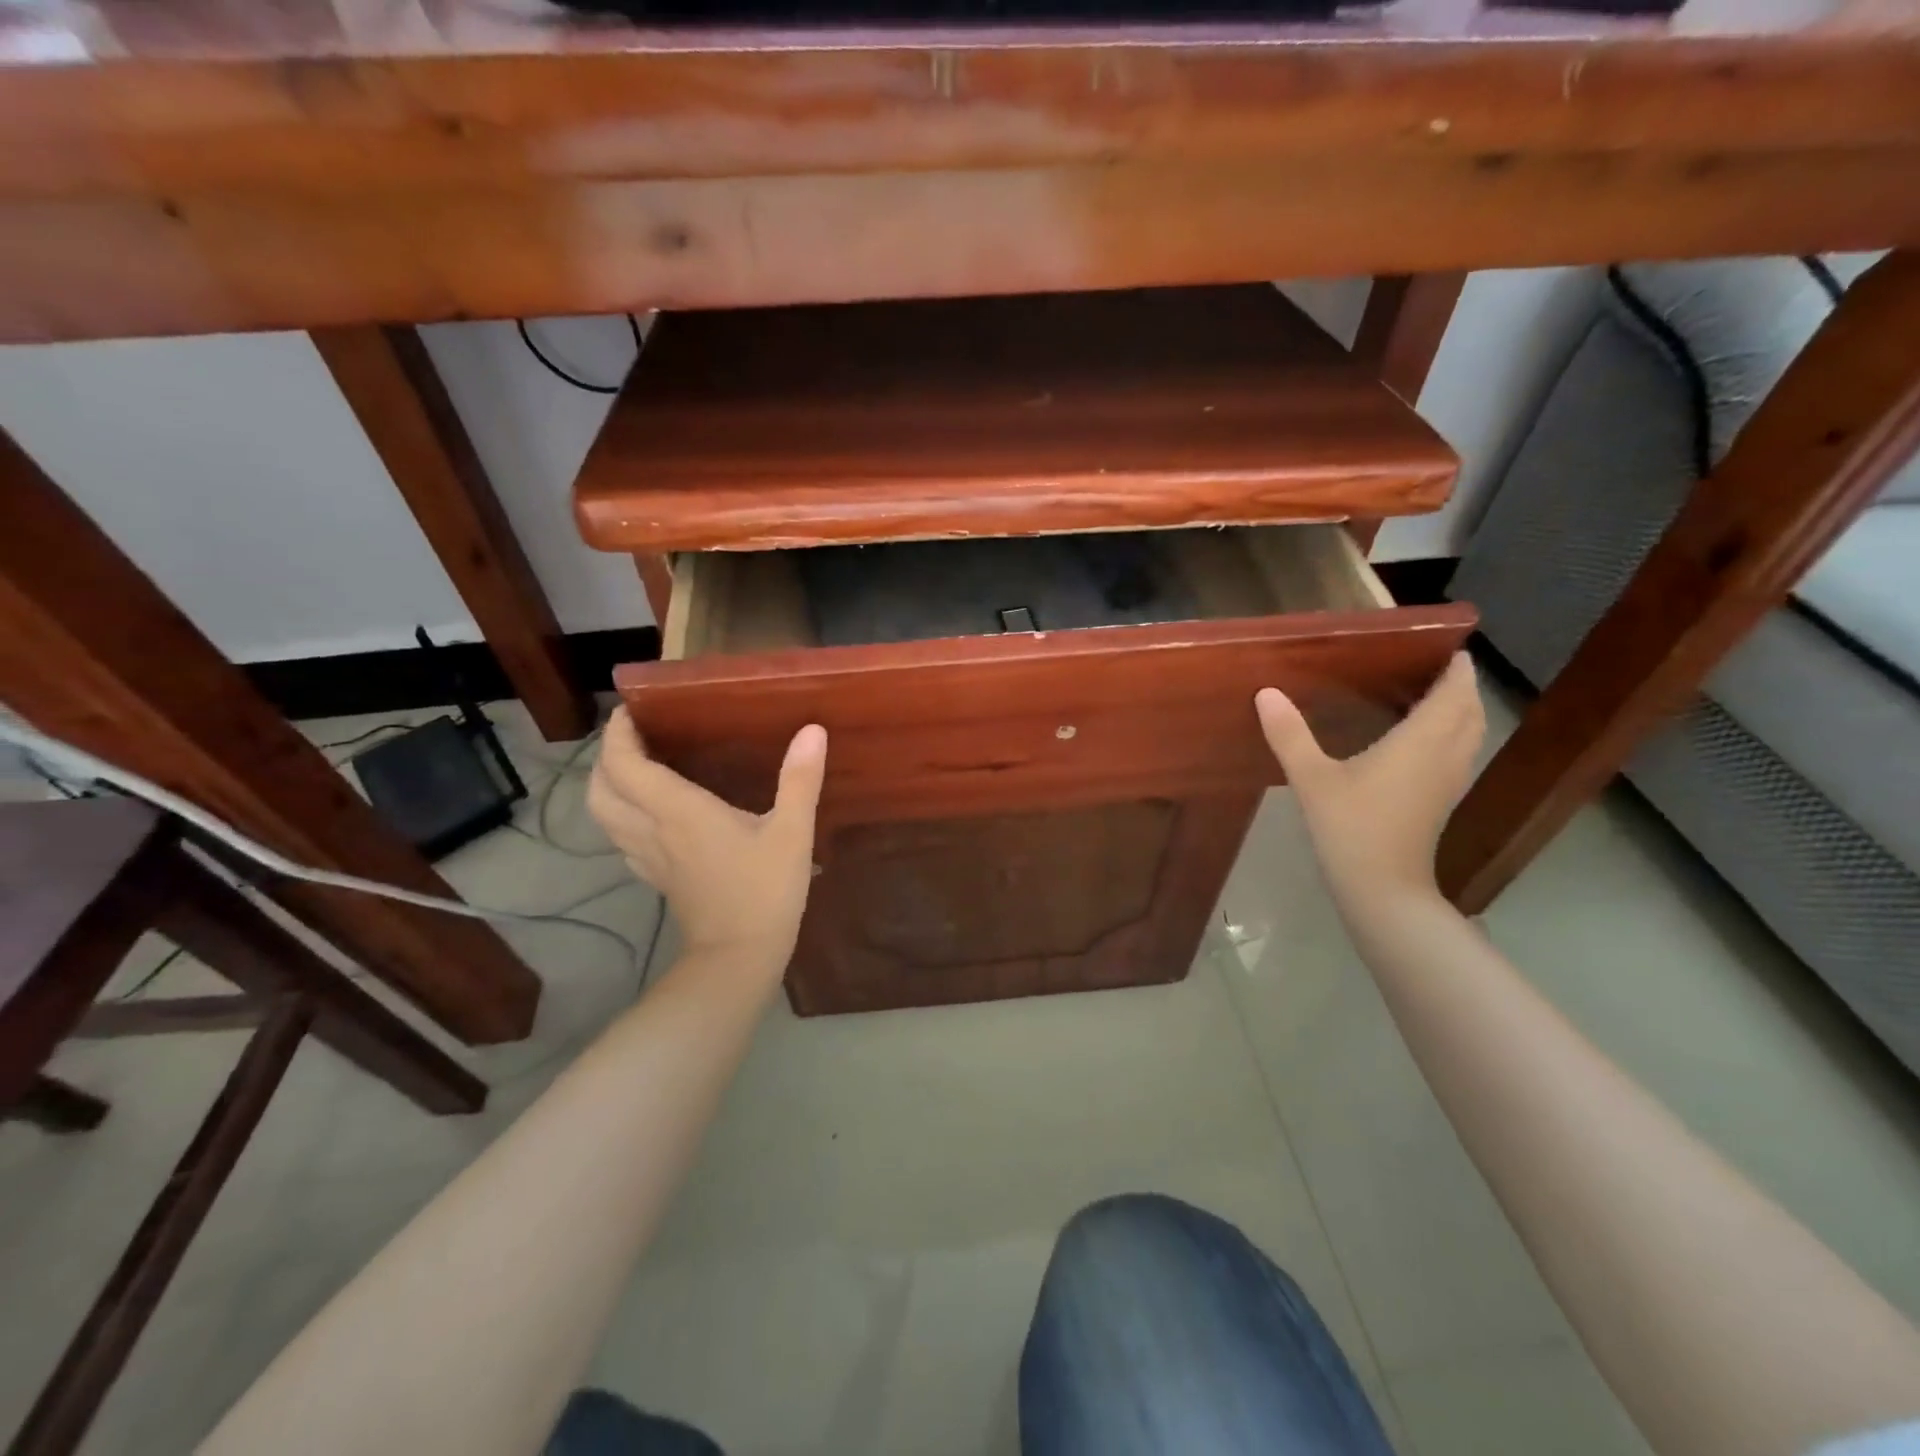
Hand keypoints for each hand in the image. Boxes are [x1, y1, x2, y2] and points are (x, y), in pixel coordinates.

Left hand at [587, 711, 827, 965]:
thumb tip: (812, 731)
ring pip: (604, 815)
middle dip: (606, 757)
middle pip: (601, 789)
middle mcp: (652, 830)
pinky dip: (622, 816)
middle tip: (633, 737)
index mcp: (679, 811)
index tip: (633, 710)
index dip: (618, 734)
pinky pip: (622, 838)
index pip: (625, 765)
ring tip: (635, 767)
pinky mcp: (656, 878)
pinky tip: (649, 814)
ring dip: (608, 785)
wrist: (739, 957)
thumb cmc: (765, 891)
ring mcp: (648, 858)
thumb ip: (800, 780)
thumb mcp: (792, 833)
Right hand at [1255, 652, 1483, 907]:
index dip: (1456, 668)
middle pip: (1470, 710)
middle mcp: (1446, 754)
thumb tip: (1266, 693)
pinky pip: (1460, 753)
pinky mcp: (1443, 800)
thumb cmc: (1351, 826)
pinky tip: (1423, 740)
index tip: (1445, 646)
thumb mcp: (1312, 778)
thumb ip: (1290, 734)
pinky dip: (1453, 735)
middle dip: (1461, 686)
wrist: (1382, 887)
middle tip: (1434, 667)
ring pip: (1471, 733)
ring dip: (1461, 711)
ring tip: (1433, 696)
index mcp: (1422, 740)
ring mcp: (1449, 780)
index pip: (1454, 692)